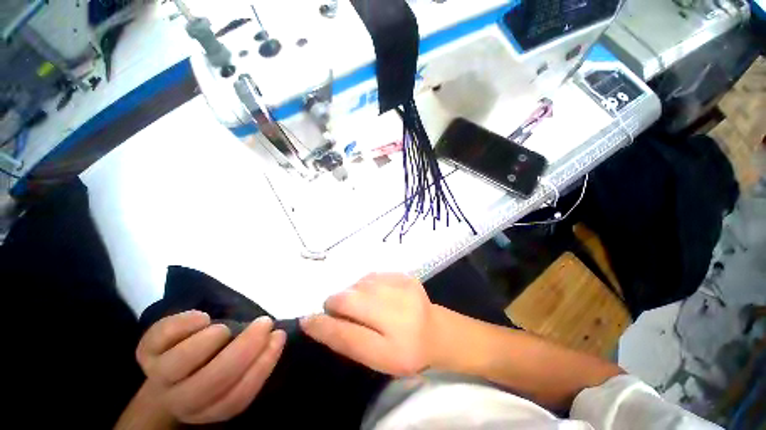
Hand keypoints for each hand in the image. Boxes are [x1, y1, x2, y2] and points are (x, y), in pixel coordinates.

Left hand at [135, 311, 285, 423]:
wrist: (173, 368)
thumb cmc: (215, 364)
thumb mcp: (236, 371)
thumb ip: (254, 361)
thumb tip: (277, 336)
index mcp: (209, 406)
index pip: (238, 397)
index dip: (262, 366)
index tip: (279, 336)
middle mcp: (182, 398)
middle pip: (210, 383)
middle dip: (243, 349)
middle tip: (264, 323)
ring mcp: (159, 376)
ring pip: (179, 365)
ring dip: (210, 341)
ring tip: (226, 327)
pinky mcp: (145, 351)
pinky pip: (160, 338)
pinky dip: (183, 324)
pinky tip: (202, 317)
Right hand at [300, 273, 436, 375]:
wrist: (436, 330)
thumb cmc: (405, 352)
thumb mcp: (376, 359)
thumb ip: (347, 341)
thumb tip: (316, 321)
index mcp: (393, 347)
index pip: (347, 335)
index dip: (323, 326)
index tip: (307, 320)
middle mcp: (399, 313)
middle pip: (350, 300)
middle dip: (336, 303)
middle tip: (339, 311)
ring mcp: (403, 288)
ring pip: (359, 284)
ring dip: (351, 293)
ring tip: (360, 304)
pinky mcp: (404, 275)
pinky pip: (372, 276)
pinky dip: (365, 285)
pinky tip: (373, 294)